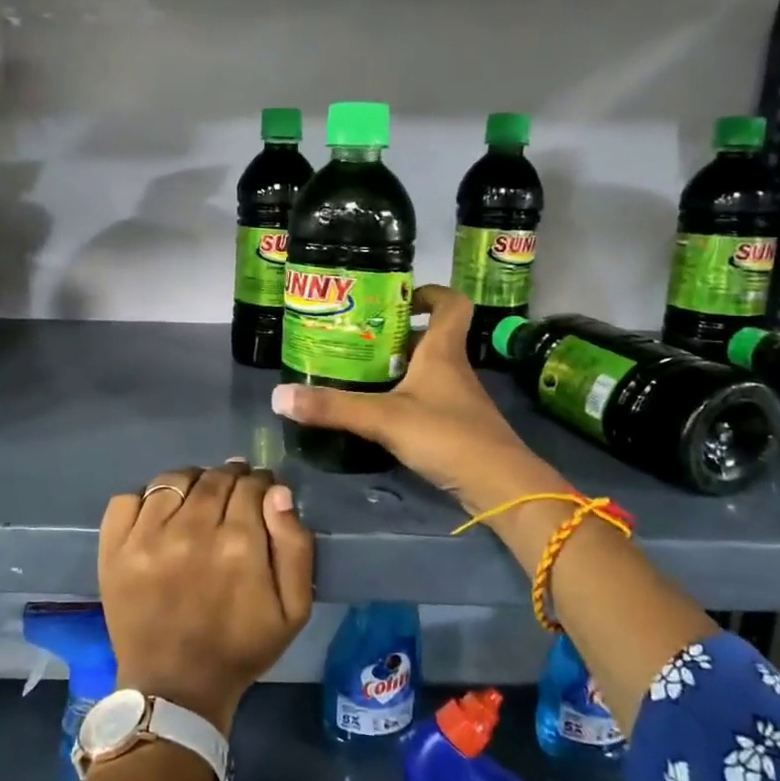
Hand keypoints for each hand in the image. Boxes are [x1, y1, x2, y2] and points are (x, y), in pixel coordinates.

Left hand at [99, 461, 314, 734]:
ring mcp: (147, 537)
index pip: (251, 485)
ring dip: (192, 482)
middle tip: (232, 495)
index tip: (260, 493)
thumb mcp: (294, 610)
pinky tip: (160, 514)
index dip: (260, 484)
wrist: (176, 689)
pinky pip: (128, 497)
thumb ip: (295, 546)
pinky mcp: (115, 548)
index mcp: (239, 544)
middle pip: (214, 478)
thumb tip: (278, 493)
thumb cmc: (240, 649)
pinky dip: (146, 497)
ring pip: (174, 479)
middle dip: (229, 479)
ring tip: (197, 499)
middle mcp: (191, 530)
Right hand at [271, 284, 571, 512]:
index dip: (429, 293)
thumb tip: (279, 396)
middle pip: (429, 337)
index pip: (450, 304)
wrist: (500, 487)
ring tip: (355, 373)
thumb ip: (333, 407)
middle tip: (355, 339)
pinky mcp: (455, 427)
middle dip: (394, 334)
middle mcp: (453, 369)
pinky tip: (376, 413)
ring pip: (425, 371)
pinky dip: (402, 399)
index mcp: (443, 351)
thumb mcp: (383, 418)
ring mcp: (457, 400)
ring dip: (395, 368)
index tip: (397, 298)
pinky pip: (425, 400)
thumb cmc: (447, 436)